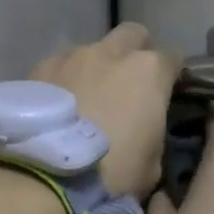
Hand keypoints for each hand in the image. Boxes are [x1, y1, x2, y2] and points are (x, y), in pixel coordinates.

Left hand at [32, 23, 179, 198]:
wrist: (44, 177)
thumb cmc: (111, 173)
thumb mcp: (153, 165)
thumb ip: (154, 133)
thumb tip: (146, 129)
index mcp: (149, 71)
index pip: (174, 59)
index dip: (173, 76)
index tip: (168, 93)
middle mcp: (112, 52)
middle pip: (132, 35)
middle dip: (136, 51)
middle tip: (131, 84)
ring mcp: (72, 56)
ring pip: (93, 50)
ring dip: (97, 67)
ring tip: (88, 98)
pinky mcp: (39, 68)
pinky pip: (61, 66)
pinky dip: (66, 80)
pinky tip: (60, 106)